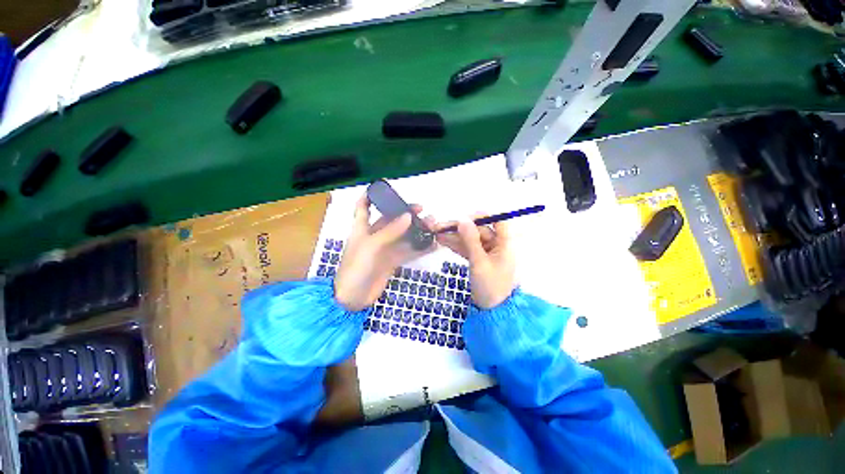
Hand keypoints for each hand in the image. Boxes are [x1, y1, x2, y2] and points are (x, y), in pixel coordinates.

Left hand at [334, 195, 434, 310]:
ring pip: (403, 236)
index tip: (385, 188)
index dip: (370, 196)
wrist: (353, 298)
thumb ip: (390, 231)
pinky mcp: (392, 261)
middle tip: (423, 211)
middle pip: (391, 220)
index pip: (363, 207)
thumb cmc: (356, 267)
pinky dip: (420, 248)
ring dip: (417, 230)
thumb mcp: (371, 246)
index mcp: (362, 228)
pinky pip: (408, 251)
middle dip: (406, 214)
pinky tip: (433, 244)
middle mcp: (374, 236)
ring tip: (433, 225)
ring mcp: (384, 249)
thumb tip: (408, 216)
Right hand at [434, 217, 515, 308]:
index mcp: (504, 244)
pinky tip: (443, 241)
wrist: (491, 311)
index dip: (483, 217)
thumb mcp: (479, 262)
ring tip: (436, 233)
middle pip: (478, 231)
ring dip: (455, 237)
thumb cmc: (490, 286)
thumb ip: (470, 240)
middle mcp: (496, 245)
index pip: (498, 221)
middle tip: (441, 227)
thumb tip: (462, 220)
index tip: (465, 218)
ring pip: (470, 240)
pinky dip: (457, 246)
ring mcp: (486, 253)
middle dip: (460, 228)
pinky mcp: (479, 260)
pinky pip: (468, 249)